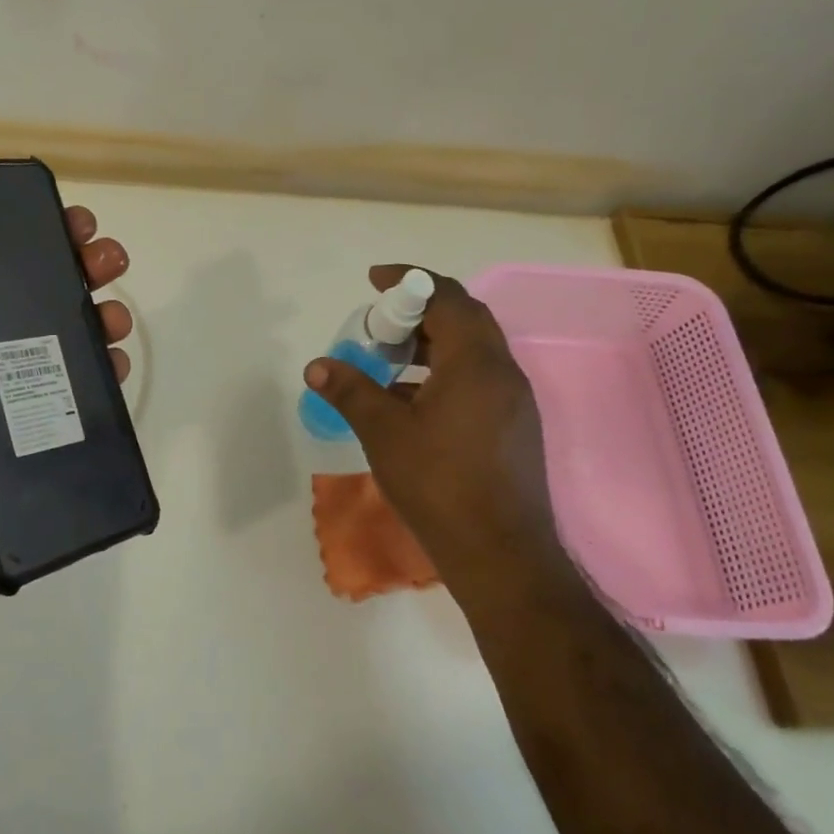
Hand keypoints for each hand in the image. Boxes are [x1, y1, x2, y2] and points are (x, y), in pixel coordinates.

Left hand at [0, 185, 133, 594]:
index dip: (32, 226)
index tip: (63, 213)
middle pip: (45, 286)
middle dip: (83, 264)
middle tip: (105, 257)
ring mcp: (17, 376)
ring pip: (72, 330)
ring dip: (102, 313)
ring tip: (114, 317)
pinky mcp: (38, 415)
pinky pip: (81, 385)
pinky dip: (105, 368)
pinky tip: (115, 363)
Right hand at [302, 266, 555, 596]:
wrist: (501, 552)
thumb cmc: (439, 484)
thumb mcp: (384, 433)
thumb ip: (351, 391)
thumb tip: (317, 366)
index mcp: (476, 361)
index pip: (446, 296)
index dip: (409, 281)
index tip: (374, 281)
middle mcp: (504, 371)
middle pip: (465, 318)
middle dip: (420, 312)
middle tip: (381, 325)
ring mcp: (515, 401)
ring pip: (474, 351)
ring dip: (433, 345)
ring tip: (391, 362)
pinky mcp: (516, 427)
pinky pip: (480, 379)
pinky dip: (446, 373)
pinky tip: (415, 403)